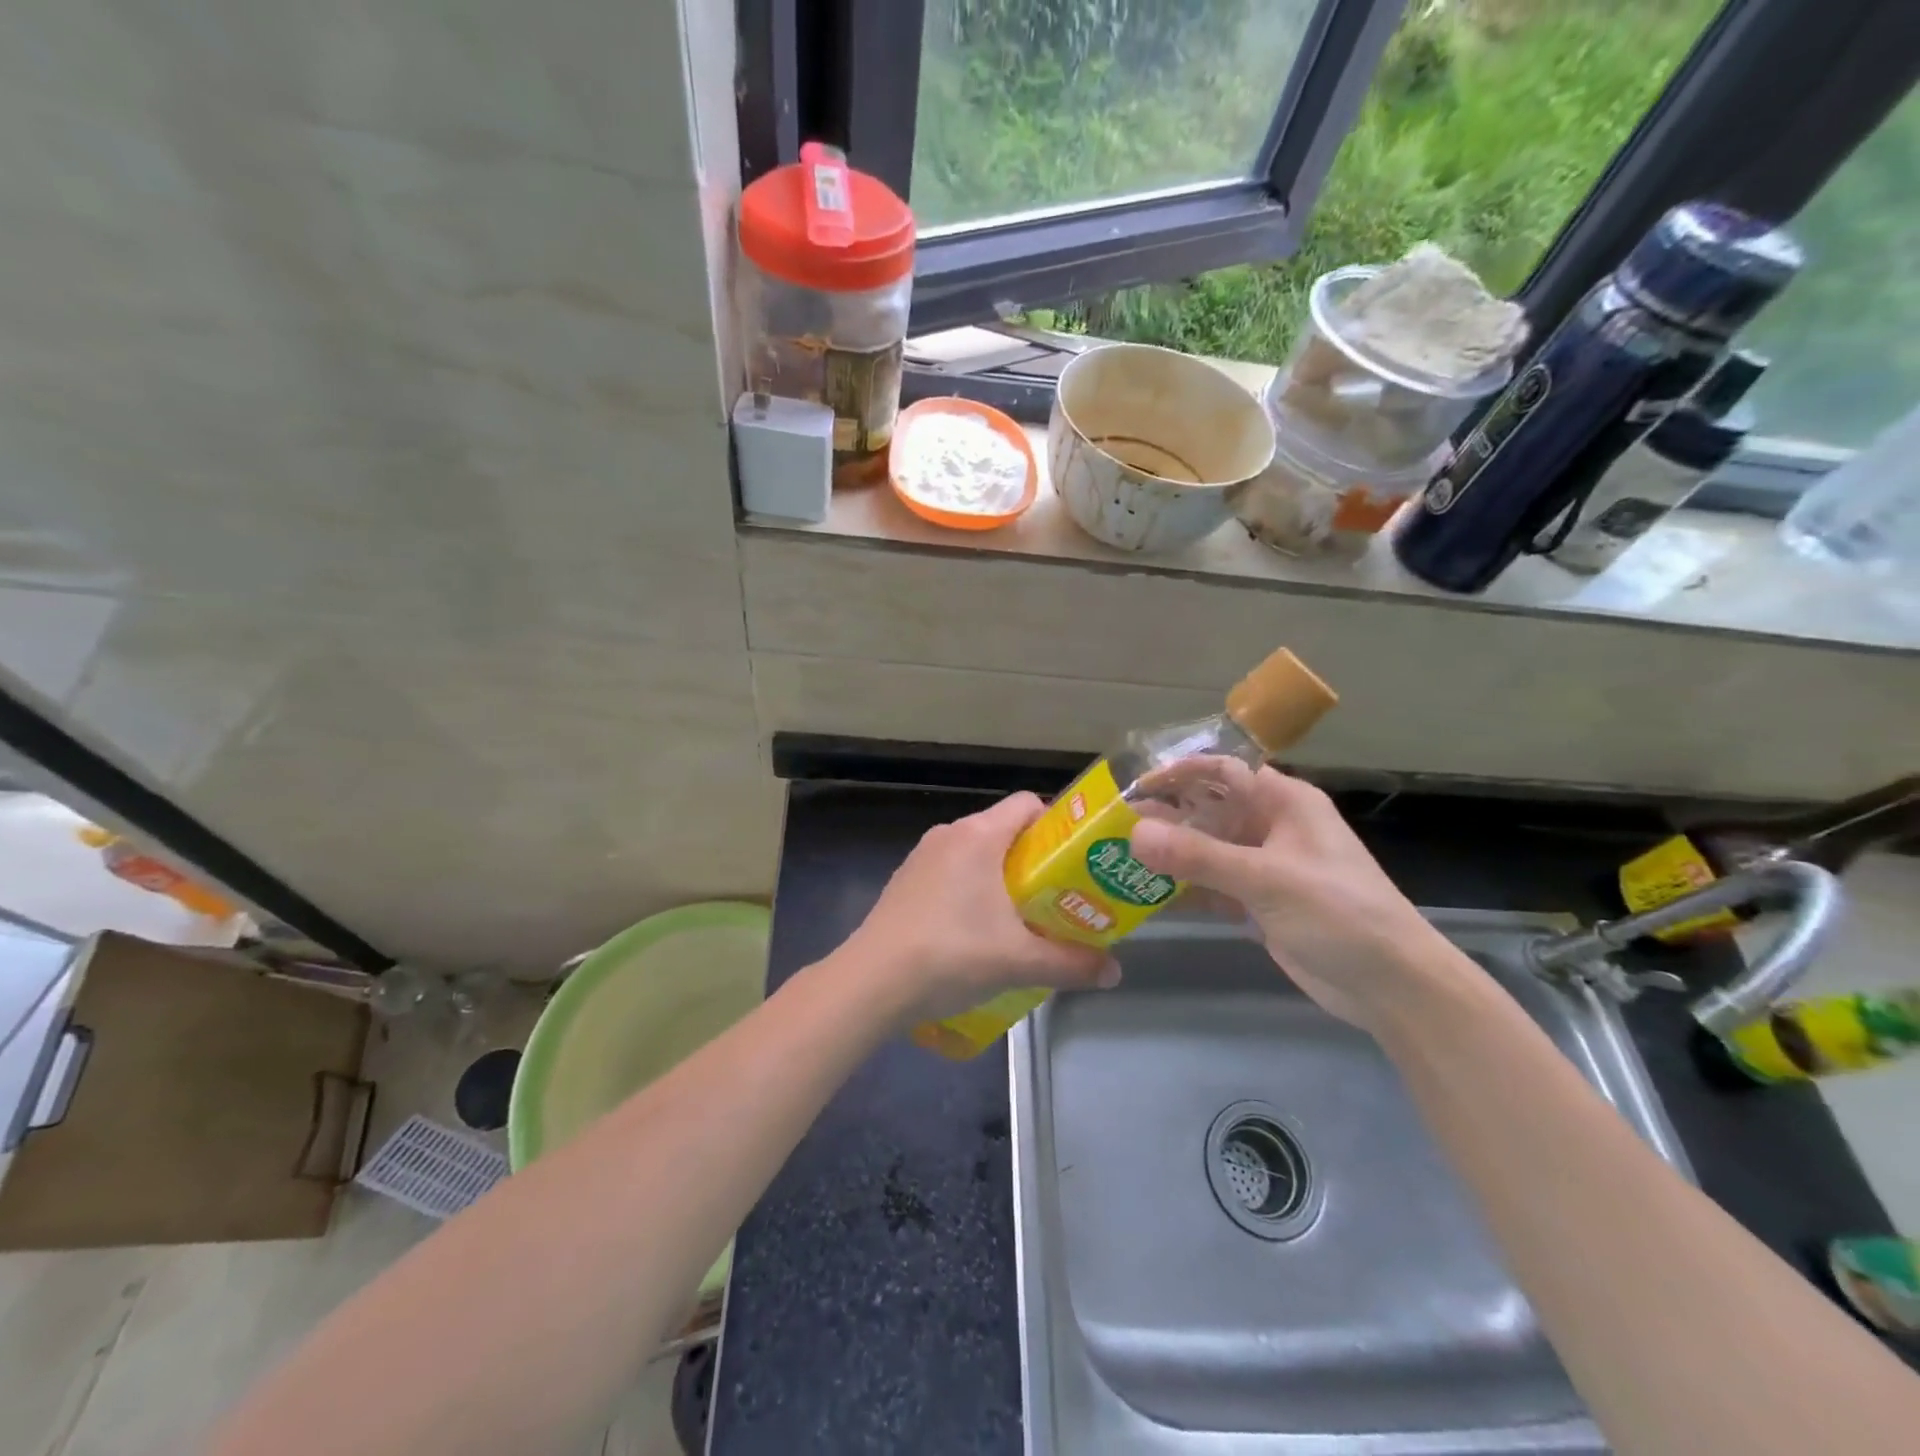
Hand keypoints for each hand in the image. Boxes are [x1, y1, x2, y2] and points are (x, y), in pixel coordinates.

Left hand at [843, 793, 1119, 1025]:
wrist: (871, 982)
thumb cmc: (951, 955)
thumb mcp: (1019, 962)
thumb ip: (1071, 964)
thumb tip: (1113, 972)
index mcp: (978, 836)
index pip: (1028, 804)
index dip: (1057, 827)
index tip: (1075, 863)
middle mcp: (949, 834)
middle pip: (1004, 831)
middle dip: (1035, 862)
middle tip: (1058, 899)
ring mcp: (922, 857)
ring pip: (976, 854)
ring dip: (1002, 880)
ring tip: (1021, 921)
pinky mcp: (905, 882)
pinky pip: (951, 873)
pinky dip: (971, 892)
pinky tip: (976, 934)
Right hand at [1129, 765, 1466, 1033]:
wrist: (1392, 986)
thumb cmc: (1340, 914)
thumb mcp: (1268, 879)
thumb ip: (1200, 856)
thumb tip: (1134, 833)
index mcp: (1284, 803)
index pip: (1223, 771)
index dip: (1178, 773)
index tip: (1132, 786)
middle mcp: (1271, 827)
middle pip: (1208, 811)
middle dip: (1165, 817)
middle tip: (1113, 829)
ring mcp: (1264, 867)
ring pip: (1206, 850)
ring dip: (1169, 855)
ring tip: (1118, 861)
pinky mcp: (1259, 903)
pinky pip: (1211, 885)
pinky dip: (1184, 889)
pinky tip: (1147, 896)